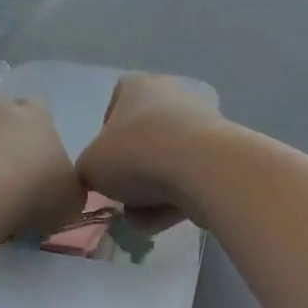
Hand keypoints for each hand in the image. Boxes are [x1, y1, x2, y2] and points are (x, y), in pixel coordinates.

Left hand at [0, 99, 85, 236]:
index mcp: (35, 114)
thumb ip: (70, 188)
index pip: (40, 107)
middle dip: (7, 138)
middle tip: (14, 173)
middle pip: (4, 117)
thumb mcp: (71, 198)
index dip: (40, 129)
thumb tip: (65, 190)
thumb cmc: (33, 190)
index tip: (41, 156)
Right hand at [77, 74, 224, 229]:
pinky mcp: (220, 151)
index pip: (113, 110)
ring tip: (139, 220)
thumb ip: (87, 171)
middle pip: (142, 139)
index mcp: (136, 86)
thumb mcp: (89, 166)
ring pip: (166, 162)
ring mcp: (200, 122)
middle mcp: (170, 94)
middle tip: (121, 200)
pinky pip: (189, 177)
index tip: (104, 168)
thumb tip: (97, 179)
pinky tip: (161, 221)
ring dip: (151, 193)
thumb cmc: (135, 154)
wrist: (200, 168)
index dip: (104, 142)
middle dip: (131, 173)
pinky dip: (175, 198)